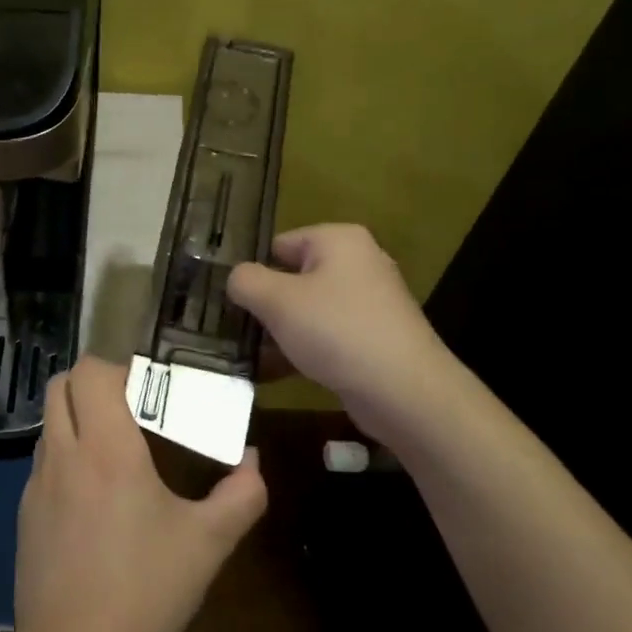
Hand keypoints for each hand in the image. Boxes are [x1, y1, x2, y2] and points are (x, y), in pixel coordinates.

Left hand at [12, 357, 266, 631]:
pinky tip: (96, 499)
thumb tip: (253, 460)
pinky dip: (67, 457)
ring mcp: (36, 486)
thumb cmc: (147, 594)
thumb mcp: (209, 543)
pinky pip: (44, 464)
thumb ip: (242, 493)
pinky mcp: (24, 516)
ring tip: (118, 450)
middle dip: (93, 384)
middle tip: (133, 409)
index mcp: (106, 450)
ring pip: (50, 424)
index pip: (90, 372)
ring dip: (78, 420)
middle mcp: (63, 456)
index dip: (116, 367)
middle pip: (61, 387)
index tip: (148, 386)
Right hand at [226, 223, 449, 440]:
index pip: (279, 244)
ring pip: (307, 311)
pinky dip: (300, 351)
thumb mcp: (277, 301)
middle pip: (293, 278)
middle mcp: (358, 263)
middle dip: (264, 305)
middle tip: (233, 331)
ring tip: (246, 357)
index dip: (252, 271)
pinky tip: (272, 375)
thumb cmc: (336, 331)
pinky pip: (325, 337)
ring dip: (278, 333)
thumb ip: (245, 281)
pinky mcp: (372, 338)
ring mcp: (368, 303)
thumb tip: (236, 279)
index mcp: (338, 240)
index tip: (228, 301)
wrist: (404, 391)